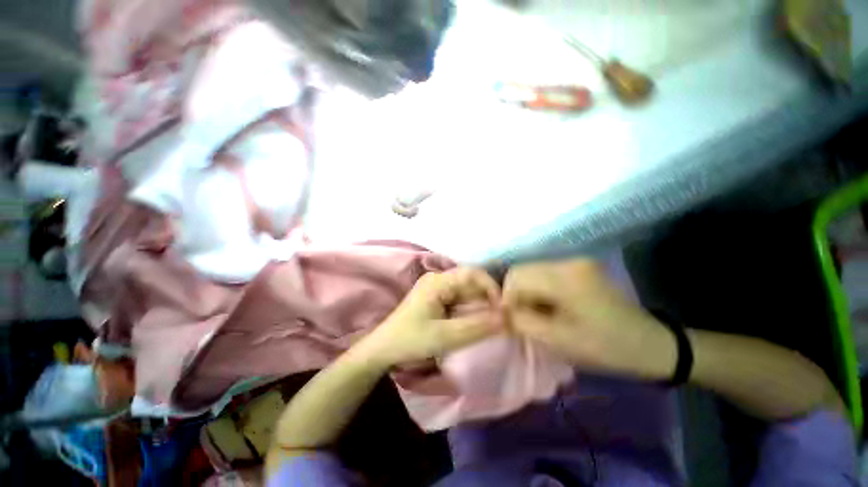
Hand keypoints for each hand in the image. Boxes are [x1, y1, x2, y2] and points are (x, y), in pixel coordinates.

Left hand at [359, 268, 503, 367]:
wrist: (384, 349)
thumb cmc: (411, 340)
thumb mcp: (445, 337)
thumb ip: (477, 327)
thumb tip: (507, 319)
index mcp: (438, 281)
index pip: (472, 273)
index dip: (491, 286)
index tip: (503, 307)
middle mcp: (438, 279)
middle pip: (470, 281)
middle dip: (487, 298)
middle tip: (501, 318)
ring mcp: (437, 288)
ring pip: (466, 291)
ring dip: (480, 304)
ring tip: (492, 322)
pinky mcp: (437, 298)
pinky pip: (460, 298)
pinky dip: (471, 309)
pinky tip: (477, 321)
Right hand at [504, 259, 675, 379]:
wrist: (650, 343)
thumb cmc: (605, 347)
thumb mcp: (558, 341)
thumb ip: (522, 322)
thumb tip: (501, 311)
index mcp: (566, 278)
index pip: (516, 276)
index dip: (506, 297)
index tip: (509, 319)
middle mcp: (569, 262)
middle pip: (522, 270)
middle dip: (515, 294)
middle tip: (522, 318)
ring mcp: (575, 262)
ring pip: (532, 271)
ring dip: (527, 292)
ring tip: (536, 314)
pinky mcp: (579, 267)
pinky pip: (544, 274)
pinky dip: (538, 289)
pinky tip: (548, 306)